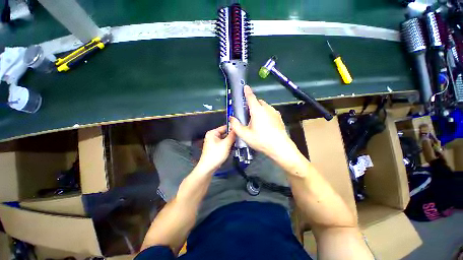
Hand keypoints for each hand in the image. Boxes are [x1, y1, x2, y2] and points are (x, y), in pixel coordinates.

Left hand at [197, 125, 235, 172]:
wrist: (208, 168)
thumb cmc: (215, 155)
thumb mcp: (226, 144)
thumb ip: (232, 136)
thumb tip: (236, 129)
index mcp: (213, 133)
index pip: (225, 127)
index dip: (232, 128)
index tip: (240, 130)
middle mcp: (212, 136)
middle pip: (225, 133)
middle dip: (232, 136)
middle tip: (239, 138)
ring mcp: (214, 142)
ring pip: (225, 139)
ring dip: (230, 141)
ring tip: (236, 144)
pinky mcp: (215, 147)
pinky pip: (223, 143)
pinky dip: (228, 145)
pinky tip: (232, 148)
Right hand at [230, 85, 297, 161]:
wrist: (280, 147)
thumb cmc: (261, 140)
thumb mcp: (245, 135)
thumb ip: (236, 126)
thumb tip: (231, 118)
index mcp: (257, 111)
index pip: (251, 97)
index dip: (247, 92)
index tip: (245, 87)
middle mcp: (267, 108)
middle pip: (258, 102)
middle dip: (252, 104)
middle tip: (248, 114)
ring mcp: (274, 112)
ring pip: (264, 106)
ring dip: (259, 109)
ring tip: (256, 120)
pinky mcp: (279, 117)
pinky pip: (270, 111)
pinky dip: (265, 113)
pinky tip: (264, 123)